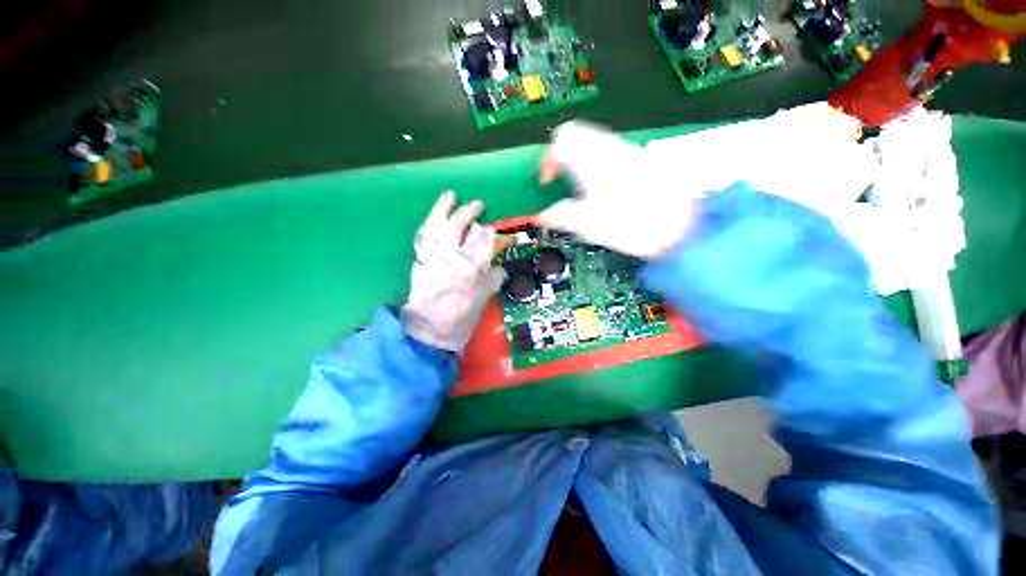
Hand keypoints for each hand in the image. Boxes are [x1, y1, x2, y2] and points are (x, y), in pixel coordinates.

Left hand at [400, 191, 504, 353]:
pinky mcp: (420, 259)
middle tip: (477, 205)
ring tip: (450, 195)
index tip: (492, 226)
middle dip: (469, 212)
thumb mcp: (484, 299)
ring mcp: (433, 256)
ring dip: (444, 209)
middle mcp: (452, 256)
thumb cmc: (461, 317)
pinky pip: (423, 236)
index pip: (482, 239)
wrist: (431, 330)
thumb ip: (493, 279)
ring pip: (438, 225)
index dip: (487, 230)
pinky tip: (433, 216)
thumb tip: (499, 267)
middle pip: (460, 226)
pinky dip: (428, 223)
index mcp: (472, 267)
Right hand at [538, 121, 699, 258]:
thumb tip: (542, 215)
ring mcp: (627, 149)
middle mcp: (609, 147)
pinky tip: (601, 185)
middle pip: (575, 132)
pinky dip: (595, 160)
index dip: (547, 161)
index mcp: (593, 161)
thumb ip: (560, 216)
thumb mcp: (588, 225)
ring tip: (579, 185)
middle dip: (561, 154)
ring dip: (578, 156)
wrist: (681, 227)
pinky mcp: (639, 157)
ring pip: (592, 139)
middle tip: (560, 180)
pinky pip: (608, 148)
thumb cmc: (631, 225)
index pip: (560, 141)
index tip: (547, 183)